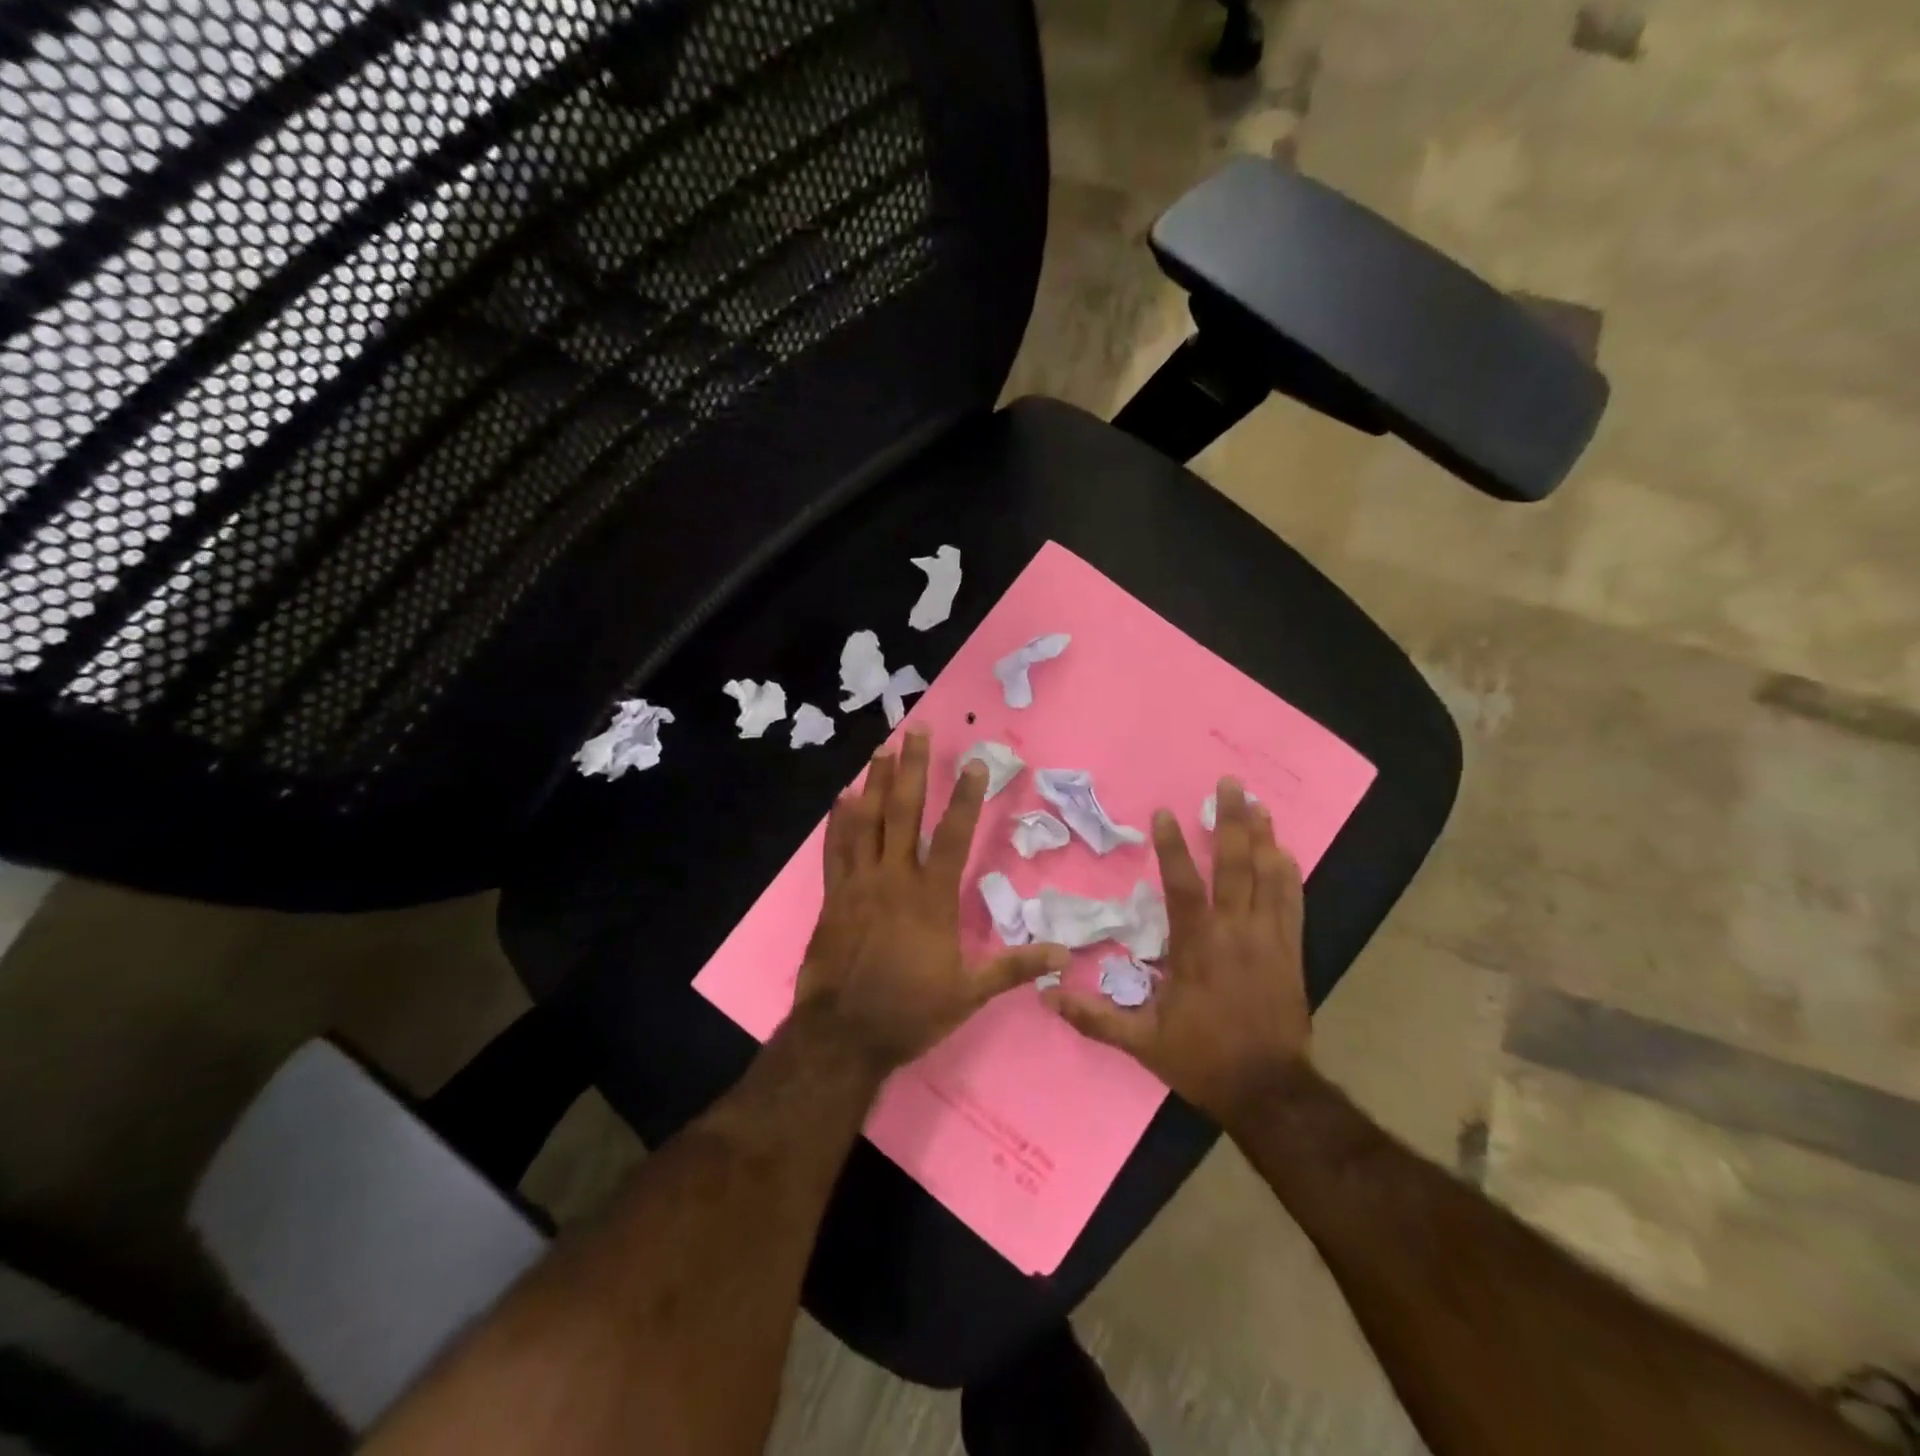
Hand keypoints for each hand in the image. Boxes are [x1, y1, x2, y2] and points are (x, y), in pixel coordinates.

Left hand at [796, 729, 1064, 1072]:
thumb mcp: (969, 993)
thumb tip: (1065, 954)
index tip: (974, 763)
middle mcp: (894, 878)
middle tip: (915, 731)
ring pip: (867, 821)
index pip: (953, 835)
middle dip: (912, 769)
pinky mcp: (832, 896)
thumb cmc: (910, 1011)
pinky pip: (835, 850)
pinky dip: (838, 822)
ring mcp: (858, 884)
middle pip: (904, 812)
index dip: (965, 797)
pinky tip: (841, 798)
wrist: (843, 1035)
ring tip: (881, 749)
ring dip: (874, 783)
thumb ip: (1014, 968)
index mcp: (930, 897)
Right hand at [1045, 779, 1310, 1125]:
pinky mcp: (1292, 953)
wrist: (1270, 1093)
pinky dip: (1289, 876)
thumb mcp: (1142, 1043)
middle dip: (1231, 821)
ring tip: (1258, 804)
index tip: (1166, 812)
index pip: (1184, 886)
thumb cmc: (1203, 1060)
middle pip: (1235, 866)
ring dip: (1263, 837)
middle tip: (1230, 784)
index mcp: (1196, 948)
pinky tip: (1286, 853)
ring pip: (1268, 877)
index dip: (1173, 847)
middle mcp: (1235, 933)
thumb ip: (1094, 1018)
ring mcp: (1269, 940)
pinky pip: (1293, 904)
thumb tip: (1045, 995)